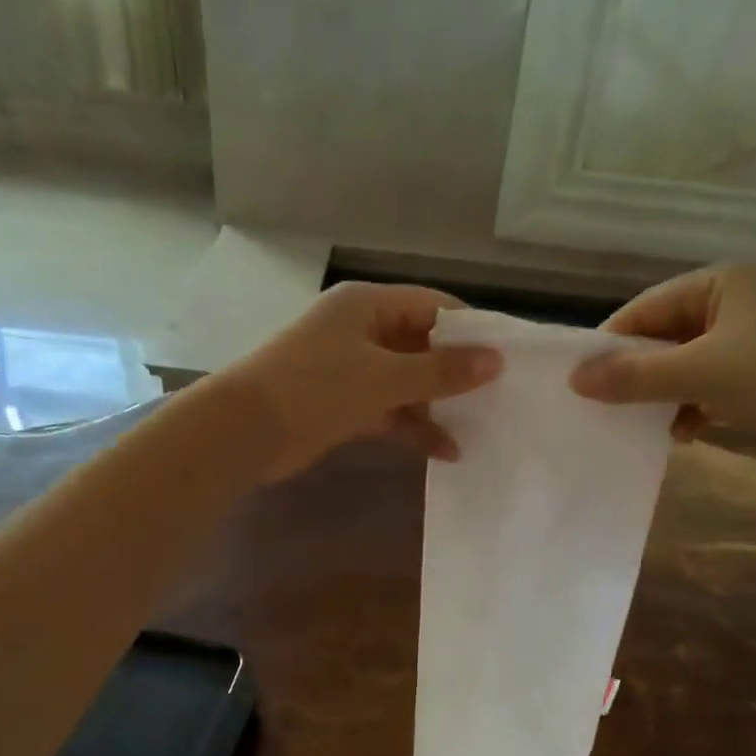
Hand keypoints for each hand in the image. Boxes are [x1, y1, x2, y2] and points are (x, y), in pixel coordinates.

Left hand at [223, 282, 502, 480]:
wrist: (246, 432)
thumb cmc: (315, 388)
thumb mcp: (384, 378)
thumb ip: (441, 371)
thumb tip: (496, 361)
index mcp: (368, 305)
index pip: (433, 306)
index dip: (472, 330)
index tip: (509, 356)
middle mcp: (362, 330)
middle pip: (423, 346)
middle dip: (458, 373)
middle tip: (503, 396)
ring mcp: (353, 369)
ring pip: (409, 382)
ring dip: (439, 405)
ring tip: (482, 428)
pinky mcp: (346, 405)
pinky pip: (391, 411)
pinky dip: (415, 428)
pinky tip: (447, 451)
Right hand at [568, 265, 755, 473]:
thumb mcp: (701, 375)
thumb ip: (634, 376)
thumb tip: (575, 377)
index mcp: (726, 282)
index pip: (647, 307)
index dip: (611, 345)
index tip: (582, 384)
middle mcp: (747, 298)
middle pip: (671, 334)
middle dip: (641, 374)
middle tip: (609, 410)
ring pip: (697, 362)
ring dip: (669, 394)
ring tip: (649, 427)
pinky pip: (724, 381)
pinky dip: (702, 404)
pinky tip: (691, 433)